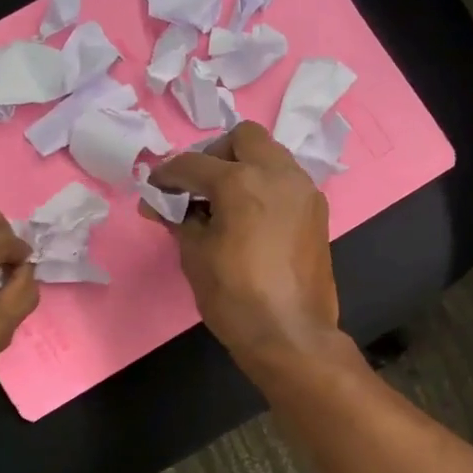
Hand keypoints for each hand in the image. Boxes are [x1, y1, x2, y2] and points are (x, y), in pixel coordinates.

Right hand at [141, 122, 340, 370]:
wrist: (291, 335)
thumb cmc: (235, 297)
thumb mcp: (195, 256)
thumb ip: (179, 220)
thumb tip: (163, 205)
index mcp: (242, 182)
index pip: (194, 164)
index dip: (167, 176)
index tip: (155, 191)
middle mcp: (278, 174)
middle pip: (243, 138)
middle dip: (215, 154)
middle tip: (199, 187)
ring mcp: (304, 190)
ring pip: (271, 155)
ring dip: (245, 167)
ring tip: (225, 202)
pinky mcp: (317, 211)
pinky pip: (287, 180)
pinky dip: (266, 186)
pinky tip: (251, 217)